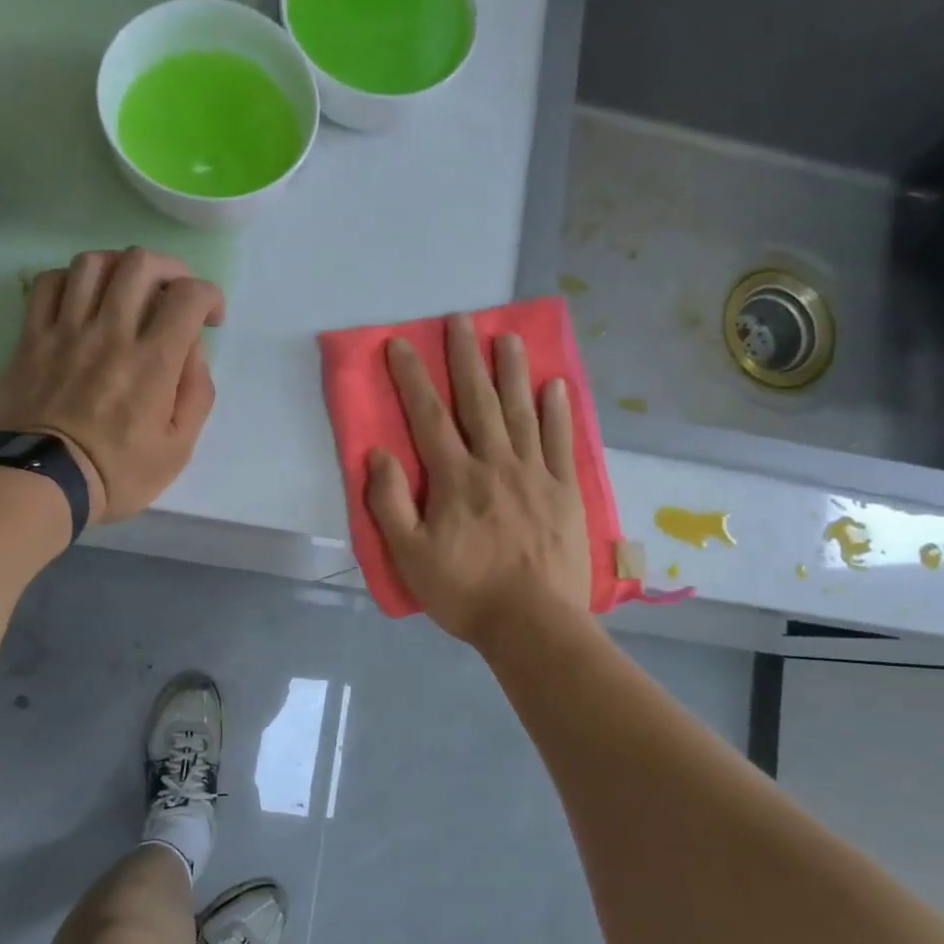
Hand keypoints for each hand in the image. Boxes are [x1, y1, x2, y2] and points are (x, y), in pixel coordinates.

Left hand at [0, 248, 224, 524]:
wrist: (38, 483)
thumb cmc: (115, 474)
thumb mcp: (177, 450)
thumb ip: (196, 395)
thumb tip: (192, 351)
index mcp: (152, 362)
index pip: (188, 296)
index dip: (209, 295)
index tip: (211, 319)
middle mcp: (110, 332)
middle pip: (140, 263)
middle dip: (170, 269)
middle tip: (176, 295)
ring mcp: (66, 331)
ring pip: (93, 263)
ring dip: (121, 266)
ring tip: (130, 290)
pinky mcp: (31, 338)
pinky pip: (48, 283)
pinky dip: (72, 279)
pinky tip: (84, 299)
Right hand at [365, 314, 592, 646]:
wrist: (533, 624)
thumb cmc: (465, 592)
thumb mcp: (410, 556)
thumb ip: (390, 503)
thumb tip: (378, 454)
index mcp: (455, 479)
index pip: (428, 416)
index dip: (412, 377)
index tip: (400, 344)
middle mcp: (495, 463)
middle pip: (478, 401)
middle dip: (466, 357)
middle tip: (461, 319)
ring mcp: (535, 474)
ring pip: (521, 412)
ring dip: (512, 372)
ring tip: (507, 337)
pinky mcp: (564, 491)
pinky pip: (560, 442)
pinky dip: (557, 412)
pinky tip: (555, 385)